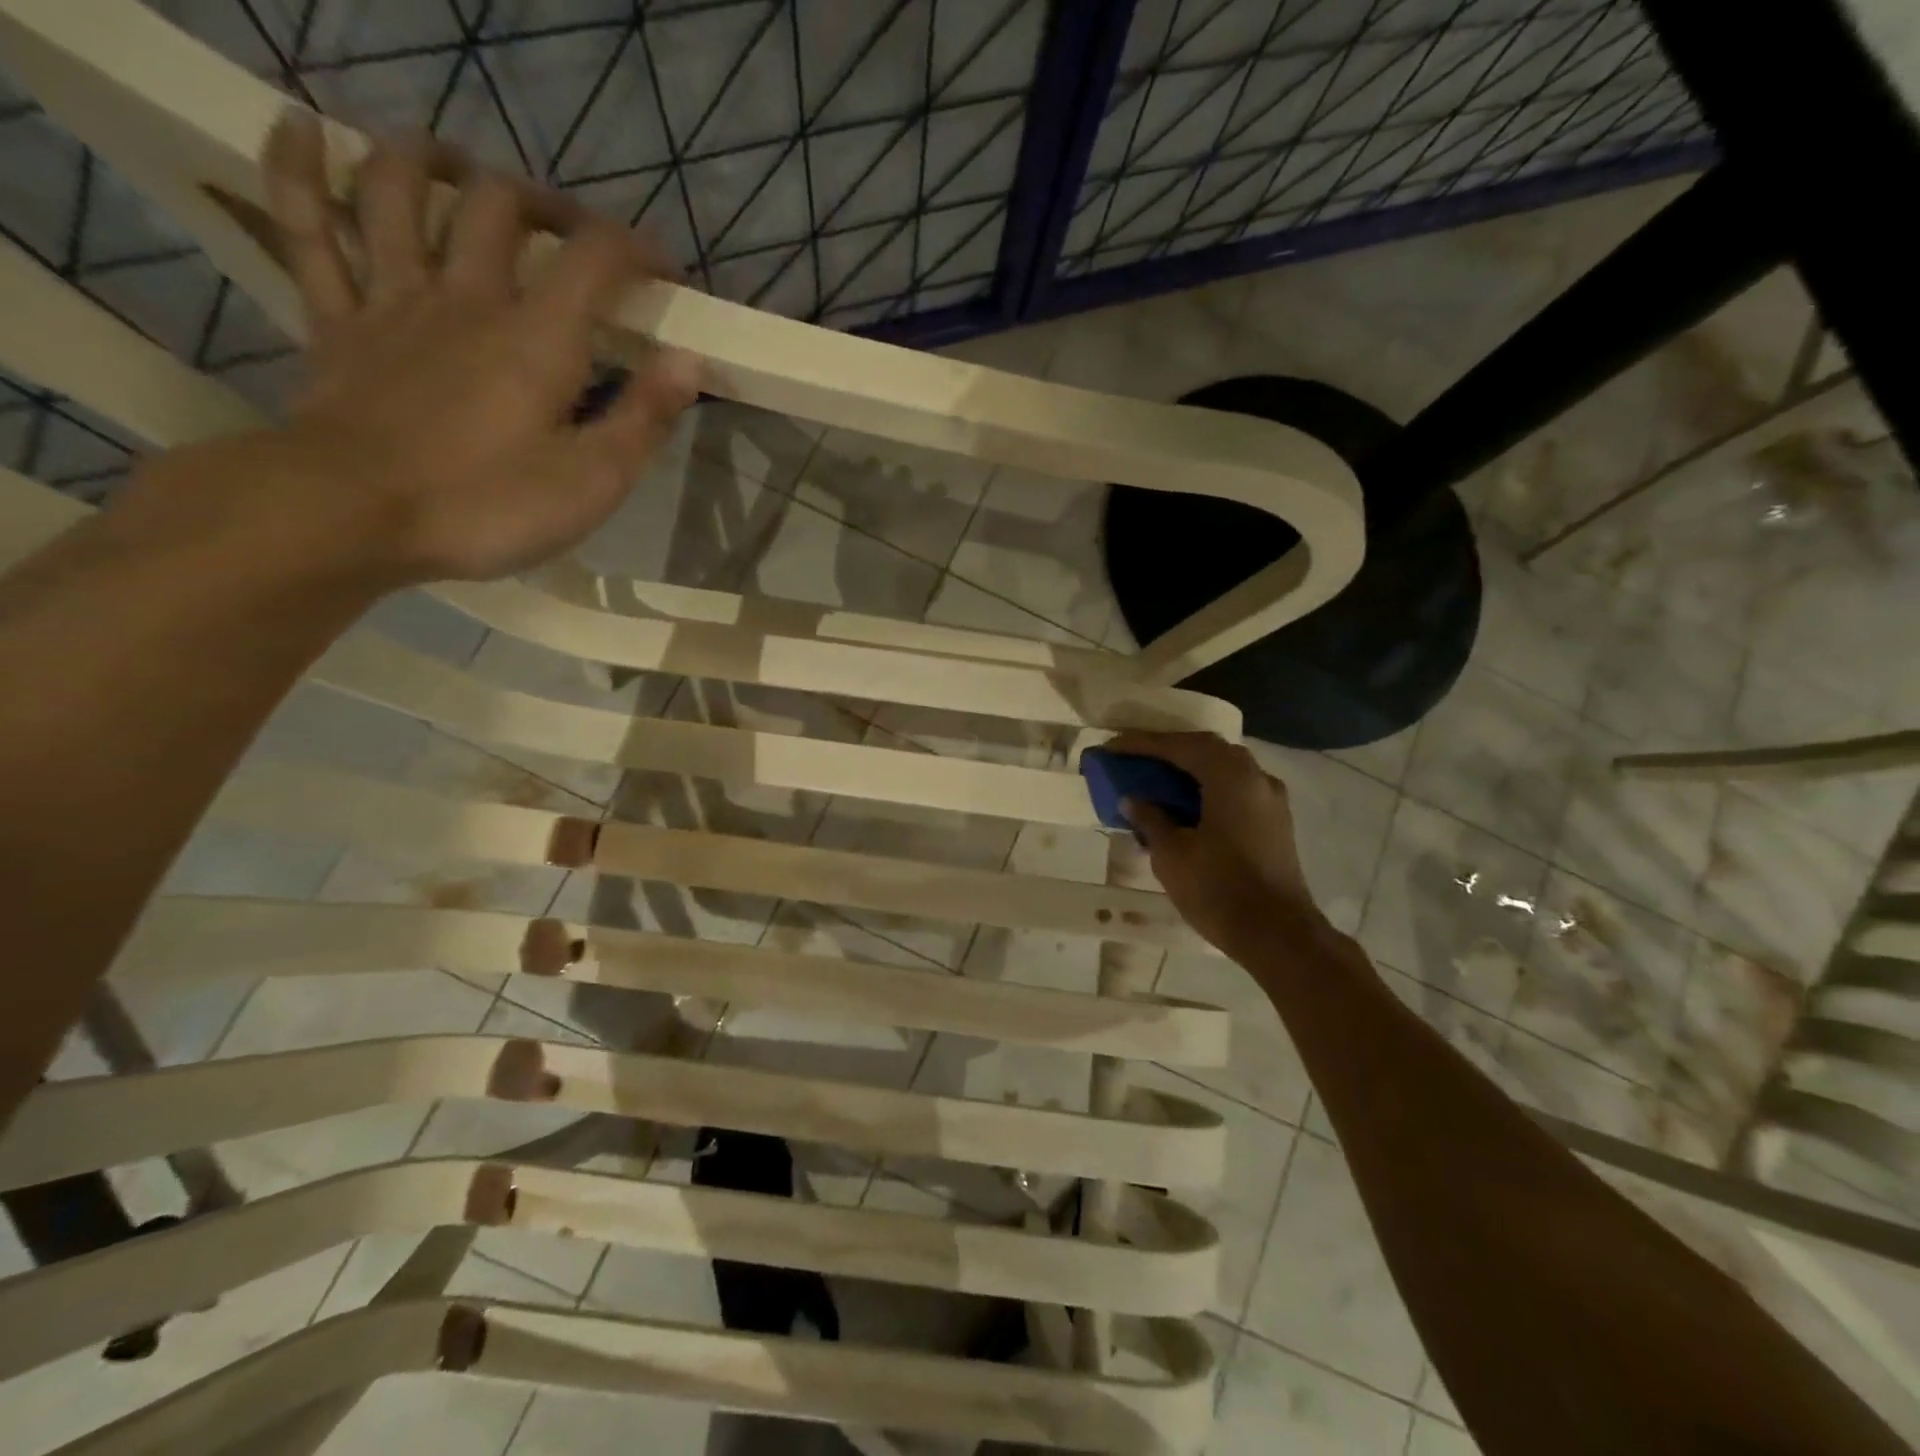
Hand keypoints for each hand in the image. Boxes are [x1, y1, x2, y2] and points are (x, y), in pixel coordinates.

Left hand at [243, 111, 698, 582]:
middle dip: (547, 204)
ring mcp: (392, 300)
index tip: (664, 272)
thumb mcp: (593, 481)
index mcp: (538, 337)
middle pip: (500, 207)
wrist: (352, 516)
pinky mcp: (335, 322)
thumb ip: (644, 418)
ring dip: (428, 160)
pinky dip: (297, 168)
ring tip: (458, 164)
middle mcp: (465, 297)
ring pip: (397, 191)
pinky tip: (300, 127)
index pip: (595, 258)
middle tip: (572, 232)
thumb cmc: (487, 507)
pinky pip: (306, 226)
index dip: (638, 249)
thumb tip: (689, 361)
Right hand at [1104, 730, 1329, 957]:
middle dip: (1165, 751)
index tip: (1111, 747)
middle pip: (1204, 750)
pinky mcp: (1273, 821)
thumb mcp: (1171, 853)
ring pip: (1222, 769)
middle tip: (1131, 758)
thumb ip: (1150, 818)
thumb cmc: (1218, 889)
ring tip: (1152, 778)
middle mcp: (1255, 777)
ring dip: (1186, 769)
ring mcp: (1270, 799)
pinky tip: (1182, 804)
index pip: (1179, 746)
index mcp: (1230, 776)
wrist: (1277, 935)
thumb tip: (1133, 800)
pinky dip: (1204, 788)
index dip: (1141, 745)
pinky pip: (1233, 789)